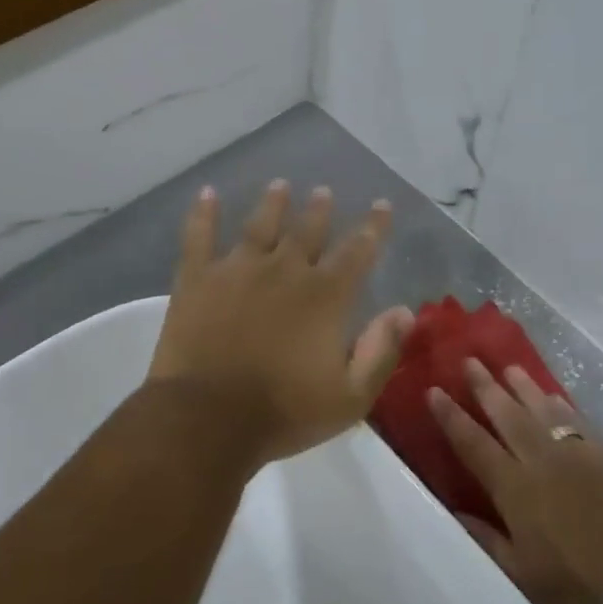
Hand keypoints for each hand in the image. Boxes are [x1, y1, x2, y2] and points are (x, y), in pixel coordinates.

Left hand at [148, 181, 415, 465]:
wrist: (208, 418)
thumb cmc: (285, 412)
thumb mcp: (351, 396)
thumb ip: (381, 351)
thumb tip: (405, 311)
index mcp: (325, 296)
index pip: (358, 251)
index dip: (373, 227)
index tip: (381, 206)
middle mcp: (285, 270)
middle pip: (307, 230)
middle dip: (320, 210)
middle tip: (325, 191)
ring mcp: (237, 270)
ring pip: (259, 225)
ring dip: (272, 203)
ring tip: (280, 185)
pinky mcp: (197, 279)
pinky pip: (199, 236)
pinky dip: (203, 214)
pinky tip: (206, 194)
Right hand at [429, 361, 602, 603]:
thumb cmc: (574, 581)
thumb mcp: (519, 574)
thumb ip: (484, 539)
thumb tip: (452, 512)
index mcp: (513, 488)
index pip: (473, 443)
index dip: (451, 416)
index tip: (434, 390)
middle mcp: (539, 459)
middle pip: (506, 414)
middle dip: (484, 386)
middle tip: (468, 360)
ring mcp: (573, 452)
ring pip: (540, 409)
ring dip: (522, 385)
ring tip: (507, 367)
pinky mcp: (602, 453)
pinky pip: (575, 419)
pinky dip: (559, 403)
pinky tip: (551, 394)